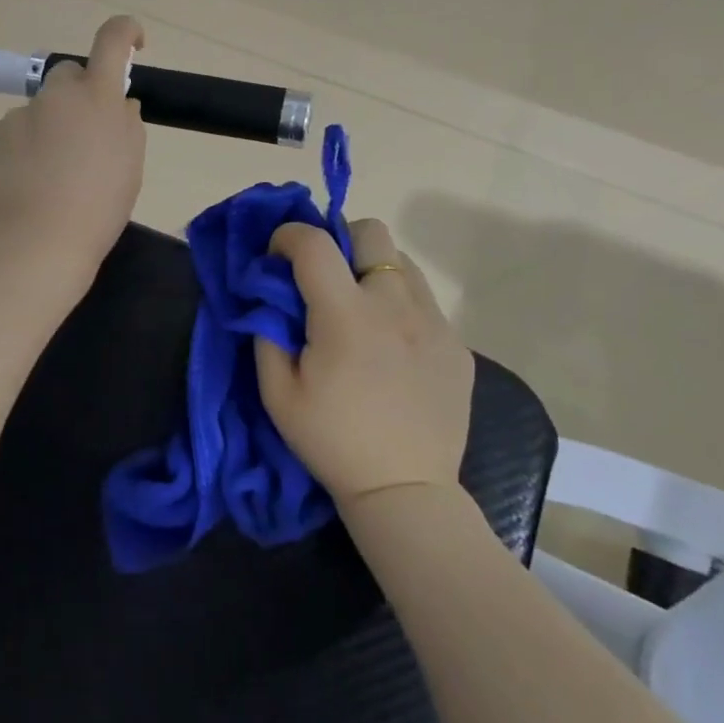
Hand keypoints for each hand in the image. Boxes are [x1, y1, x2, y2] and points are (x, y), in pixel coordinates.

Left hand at [0, 16, 147, 281]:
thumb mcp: (130, 164)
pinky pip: (18, 134)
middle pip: (69, 74)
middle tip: (88, 134)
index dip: (125, 32)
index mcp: (96, 97)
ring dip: (52, 126)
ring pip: (42, 109)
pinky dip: (27, 148)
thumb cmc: (98, 206)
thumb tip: (117, 104)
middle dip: (81, 93)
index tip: (133, 43)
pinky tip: (31, 184)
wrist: (36, 245)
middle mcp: (55, 96)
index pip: (112, 40)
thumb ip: (126, 123)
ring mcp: (19, 117)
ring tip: (56, 173)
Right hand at [255, 218, 474, 508]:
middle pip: (371, 231)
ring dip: (373, 270)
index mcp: (345, 315)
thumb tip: (270, 297)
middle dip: (341, 240)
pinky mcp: (456, 344)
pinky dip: (400, 305)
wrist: (405, 491)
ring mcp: (433, 322)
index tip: (277, 255)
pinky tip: (392, 347)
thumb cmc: (332, 442)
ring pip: (402, 262)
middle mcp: (394, 304)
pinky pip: (424, 301)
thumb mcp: (277, 393)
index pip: (315, 242)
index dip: (288, 235)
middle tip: (327, 278)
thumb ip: (267, 332)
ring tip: (361, 310)